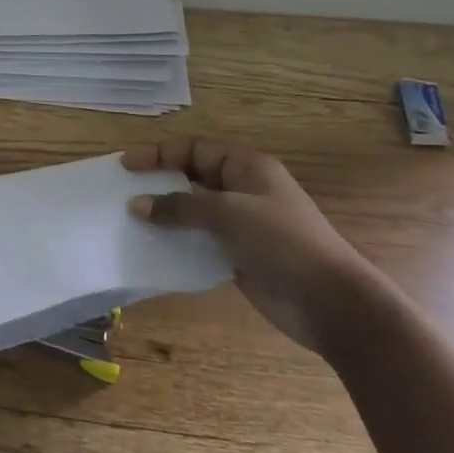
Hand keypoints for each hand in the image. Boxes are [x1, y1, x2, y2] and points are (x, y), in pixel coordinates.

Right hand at [124, 139, 380, 355]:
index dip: (159, 154)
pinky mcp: (238, 254)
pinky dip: (177, 241)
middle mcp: (242, 189)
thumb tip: (136, 204)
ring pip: (193, 210)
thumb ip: (180, 206)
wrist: (330, 303)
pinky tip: (154, 248)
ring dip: (165, 214)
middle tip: (123, 191)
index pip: (194, 149)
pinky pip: (199, 240)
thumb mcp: (228, 214)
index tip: (126, 166)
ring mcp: (241, 223)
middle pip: (192, 177)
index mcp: (246, 166)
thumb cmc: (282, 242)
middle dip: (159, 182)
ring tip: (130, 220)